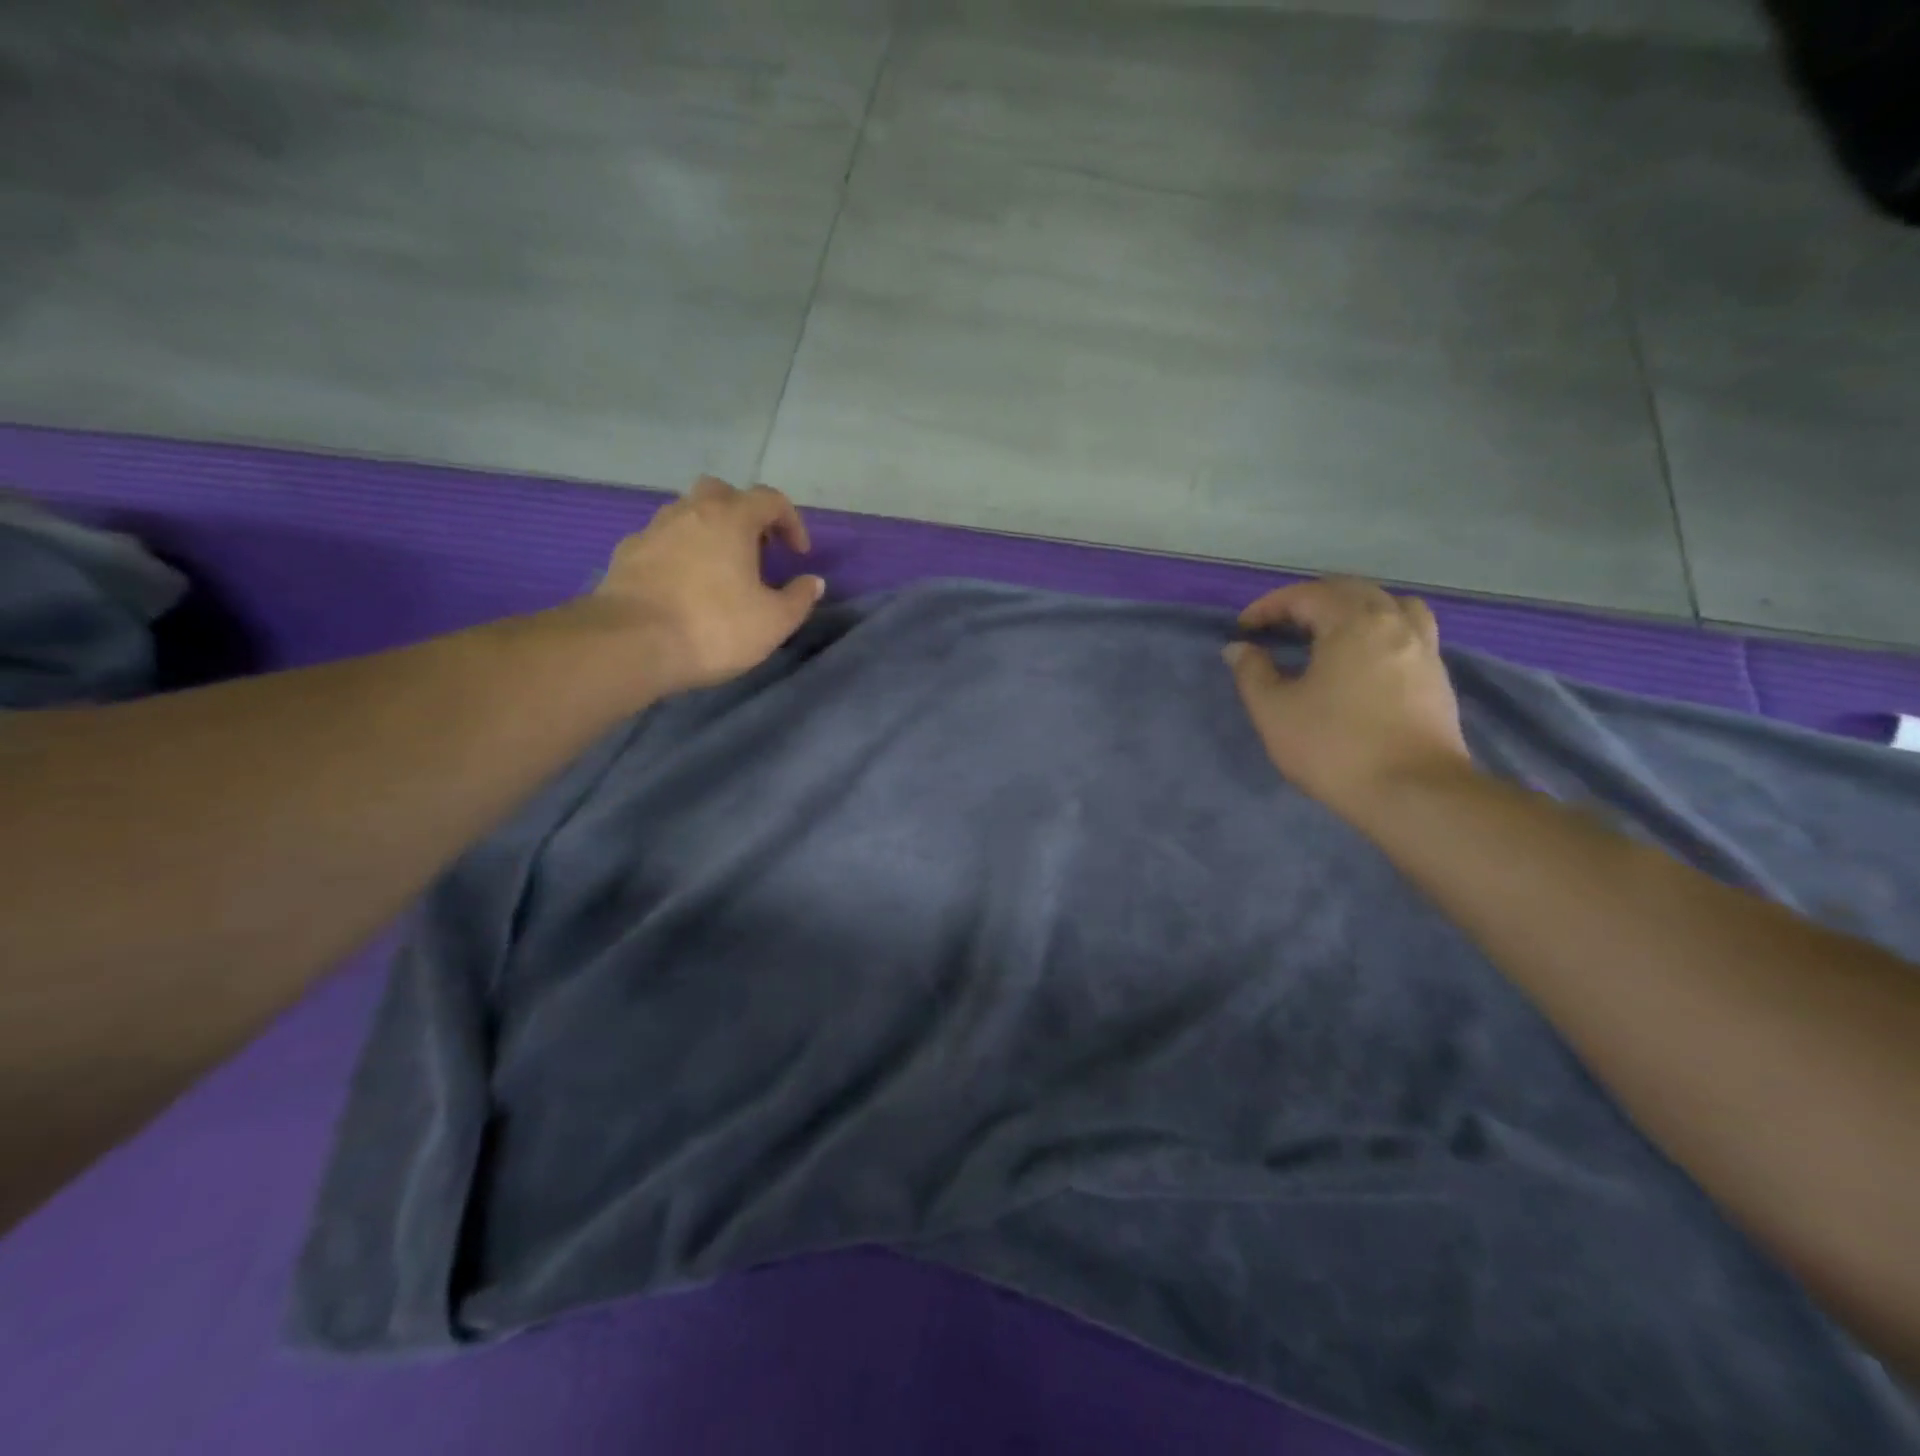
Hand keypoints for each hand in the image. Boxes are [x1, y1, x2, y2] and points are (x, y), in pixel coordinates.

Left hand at [582, 476, 824, 698]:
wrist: (630, 643)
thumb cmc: (713, 628)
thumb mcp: (773, 622)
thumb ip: (799, 599)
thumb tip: (813, 582)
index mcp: (732, 519)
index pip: (770, 500)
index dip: (791, 522)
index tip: (799, 554)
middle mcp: (691, 512)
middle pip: (722, 493)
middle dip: (744, 515)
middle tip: (755, 550)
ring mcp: (653, 529)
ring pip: (687, 514)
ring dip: (709, 532)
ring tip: (719, 571)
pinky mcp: (626, 554)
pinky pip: (661, 541)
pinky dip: (678, 553)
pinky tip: (683, 586)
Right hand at [1222, 578, 1470, 819]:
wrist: (1413, 793)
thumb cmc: (1334, 746)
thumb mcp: (1274, 711)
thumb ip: (1252, 673)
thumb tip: (1239, 648)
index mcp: (1353, 623)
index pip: (1306, 595)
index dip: (1269, 606)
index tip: (1244, 628)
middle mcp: (1394, 623)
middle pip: (1351, 591)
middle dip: (1310, 600)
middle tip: (1280, 625)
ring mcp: (1424, 649)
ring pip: (1391, 605)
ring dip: (1355, 608)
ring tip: (1332, 632)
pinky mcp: (1438, 678)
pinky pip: (1409, 633)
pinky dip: (1381, 631)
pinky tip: (1364, 661)